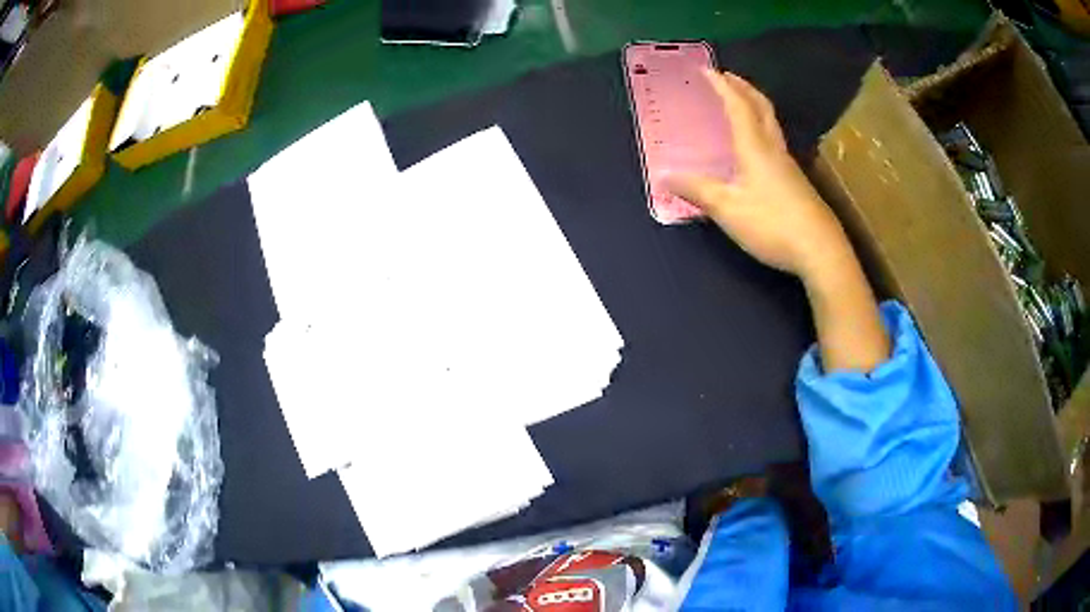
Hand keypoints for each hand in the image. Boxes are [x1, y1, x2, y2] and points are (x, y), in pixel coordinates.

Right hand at [665, 71, 851, 281]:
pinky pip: (775, 141)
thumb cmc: (772, 224)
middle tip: (728, 77)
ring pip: (771, 123)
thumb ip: (697, 190)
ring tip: (740, 103)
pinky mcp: (797, 181)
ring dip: (754, 105)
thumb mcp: (727, 209)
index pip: (737, 106)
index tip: (707, 70)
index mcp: (755, 147)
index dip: (722, 86)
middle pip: (761, 107)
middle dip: (743, 88)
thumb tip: (665, 176)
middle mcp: (774, 148)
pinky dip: (761, 127)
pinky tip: (757, 144)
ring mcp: (789, 165)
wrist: (820, 250)